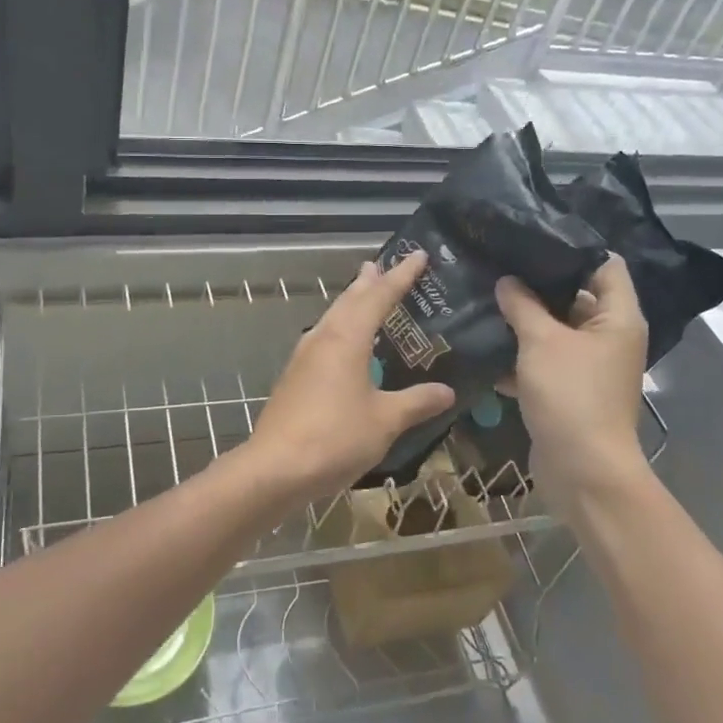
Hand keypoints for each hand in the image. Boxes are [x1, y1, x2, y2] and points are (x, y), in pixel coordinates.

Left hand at [249, 252, 455, 502]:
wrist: (275, 467)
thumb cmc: (335, 437)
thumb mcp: (385, 420)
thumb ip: (416, 402)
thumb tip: (447, 391)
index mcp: (347, 338)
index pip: (379, 296)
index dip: (401, 276)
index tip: (417, 255)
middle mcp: (323, 338)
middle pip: (349, 300)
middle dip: (369, 282)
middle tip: (383, 265)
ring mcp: (304, 356)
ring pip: (332, 317)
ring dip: (351, 302)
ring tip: (364, 292)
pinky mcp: (295, 376)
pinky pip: (323, 337)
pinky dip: (340, 327)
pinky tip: (344, 343)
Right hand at [495, 255, 651, 511]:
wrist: (582, 471)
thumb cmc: (571, 395)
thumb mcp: (542, 341)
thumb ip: (522, 305)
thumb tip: (507, 281)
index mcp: (617, 318)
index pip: (604, 265)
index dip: (571, 248)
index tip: (531, 238)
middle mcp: (608, 337)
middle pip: (575, 296)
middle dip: (536, 284)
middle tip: (497, 263)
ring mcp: (589, 365)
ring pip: (554, 330)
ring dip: (523, 320)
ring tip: (484, 296)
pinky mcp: (568, 390)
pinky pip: (543, 360)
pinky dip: (519, 354)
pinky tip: (483, 343)